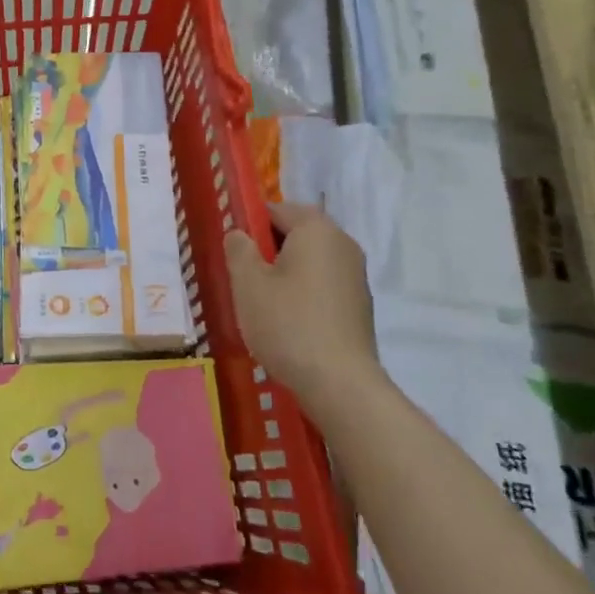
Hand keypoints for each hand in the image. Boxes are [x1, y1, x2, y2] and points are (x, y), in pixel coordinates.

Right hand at [225, 202, 378, 412]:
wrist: (340, 384)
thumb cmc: (287, 324)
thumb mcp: (247, 283)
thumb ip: (238, 249)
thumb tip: (240, 234)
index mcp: (316, 229)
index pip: (277, 209)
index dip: (251, 225)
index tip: (234, 253)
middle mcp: (342, 244)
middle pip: (297, 232)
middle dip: (268, 249)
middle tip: (244, 277)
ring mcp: (356, 275)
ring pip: (311, 260)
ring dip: (286, 271)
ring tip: (263, 303)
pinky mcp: (360, 305)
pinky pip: (324, 283)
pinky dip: (304, 292)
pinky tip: (289, 321)